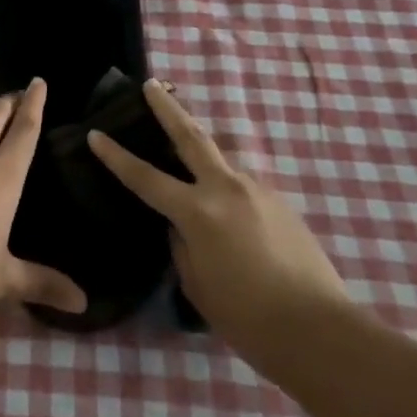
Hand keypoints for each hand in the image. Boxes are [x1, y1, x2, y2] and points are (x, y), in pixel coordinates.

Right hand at [89, 81, 347, 347]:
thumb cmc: (248, 318)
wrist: (321, 331)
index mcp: (198, 212)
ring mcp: (257, 190)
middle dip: (167, 108)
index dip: (116, 156)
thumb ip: (181, 245)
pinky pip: (242, 187)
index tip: (95, 134)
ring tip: (189, 160)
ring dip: (202, 155)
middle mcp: (226, 189)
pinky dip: (227, 190)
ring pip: (220, 162)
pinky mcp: (280, 202)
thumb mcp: (197, 285)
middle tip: (152, 84)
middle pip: (190, 136)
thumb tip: (181, 226)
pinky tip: (231, 214)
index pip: (145, 177)